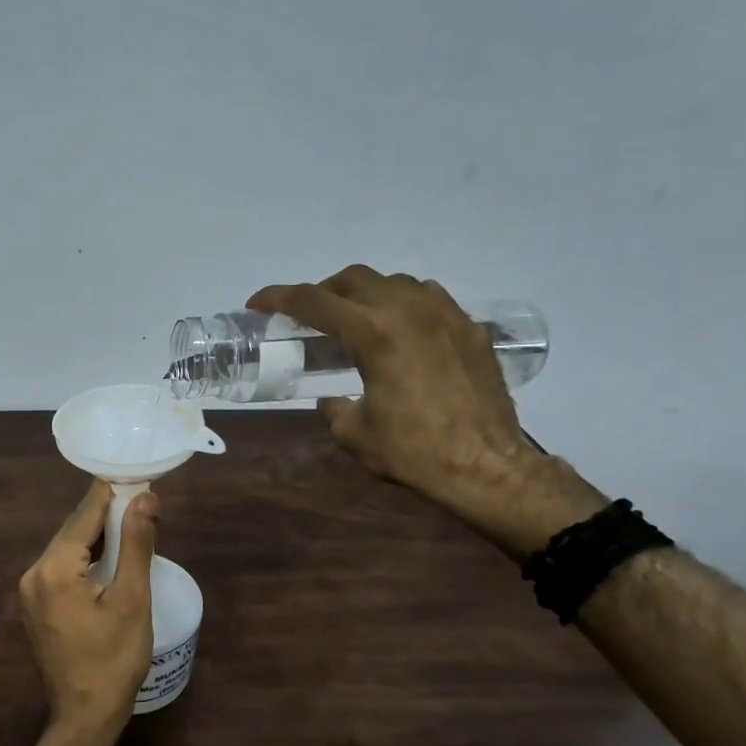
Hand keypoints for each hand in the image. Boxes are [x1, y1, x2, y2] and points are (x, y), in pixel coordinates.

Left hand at [19, 479, 158, 745]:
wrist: (85, 715)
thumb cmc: (114, 659)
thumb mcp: (132, 599)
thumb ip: (136, 544)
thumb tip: (145, 498)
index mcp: (54, 568)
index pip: (84, 516)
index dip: (111, 494)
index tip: (135, 475)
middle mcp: (34, 573)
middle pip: (72, 530)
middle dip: (104, 513)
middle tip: (139, 496)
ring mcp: (31, 591)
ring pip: (67, 549)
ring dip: (96, 535)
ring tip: (130, 520)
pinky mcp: (37, 605)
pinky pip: (62, 567)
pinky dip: (85, 557)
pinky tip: (108, 555)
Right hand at [247, 266, 538, 519]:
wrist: (488, 467)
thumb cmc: (414, 452)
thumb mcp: (355, 435)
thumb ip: (334, 409)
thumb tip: (331, 400)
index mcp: (373, 333)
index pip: (314, 301)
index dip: (278, 298)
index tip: (257, 303)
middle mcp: (408, 311)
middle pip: (354, 278)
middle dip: (322, 291)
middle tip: (308, 316)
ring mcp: (445, 315)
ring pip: (394, 282)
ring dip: (365, 294)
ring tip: (355, 321)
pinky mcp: (470, 329)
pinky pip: (429, 298)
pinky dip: (404, 304)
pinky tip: (401, 330)